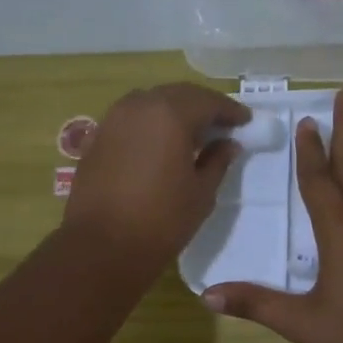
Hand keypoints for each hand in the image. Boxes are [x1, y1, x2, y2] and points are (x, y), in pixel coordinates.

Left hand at [62, 83, 250, 280]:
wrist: (102, 247)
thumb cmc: (161, 221)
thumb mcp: (201, 193)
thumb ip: (217, 161)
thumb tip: (227, 144)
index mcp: (170, 114)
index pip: (207, 101)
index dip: (229, 111)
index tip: (245, 122)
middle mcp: (138, 106)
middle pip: (177, 95)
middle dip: (201, 106)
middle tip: (220, 125)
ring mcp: (112, 120)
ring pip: (150, 103)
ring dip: (173, 112)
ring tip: (190, 134)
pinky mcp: (96, 139)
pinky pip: (130, 121)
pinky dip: (149, 125)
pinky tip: (158, 146)